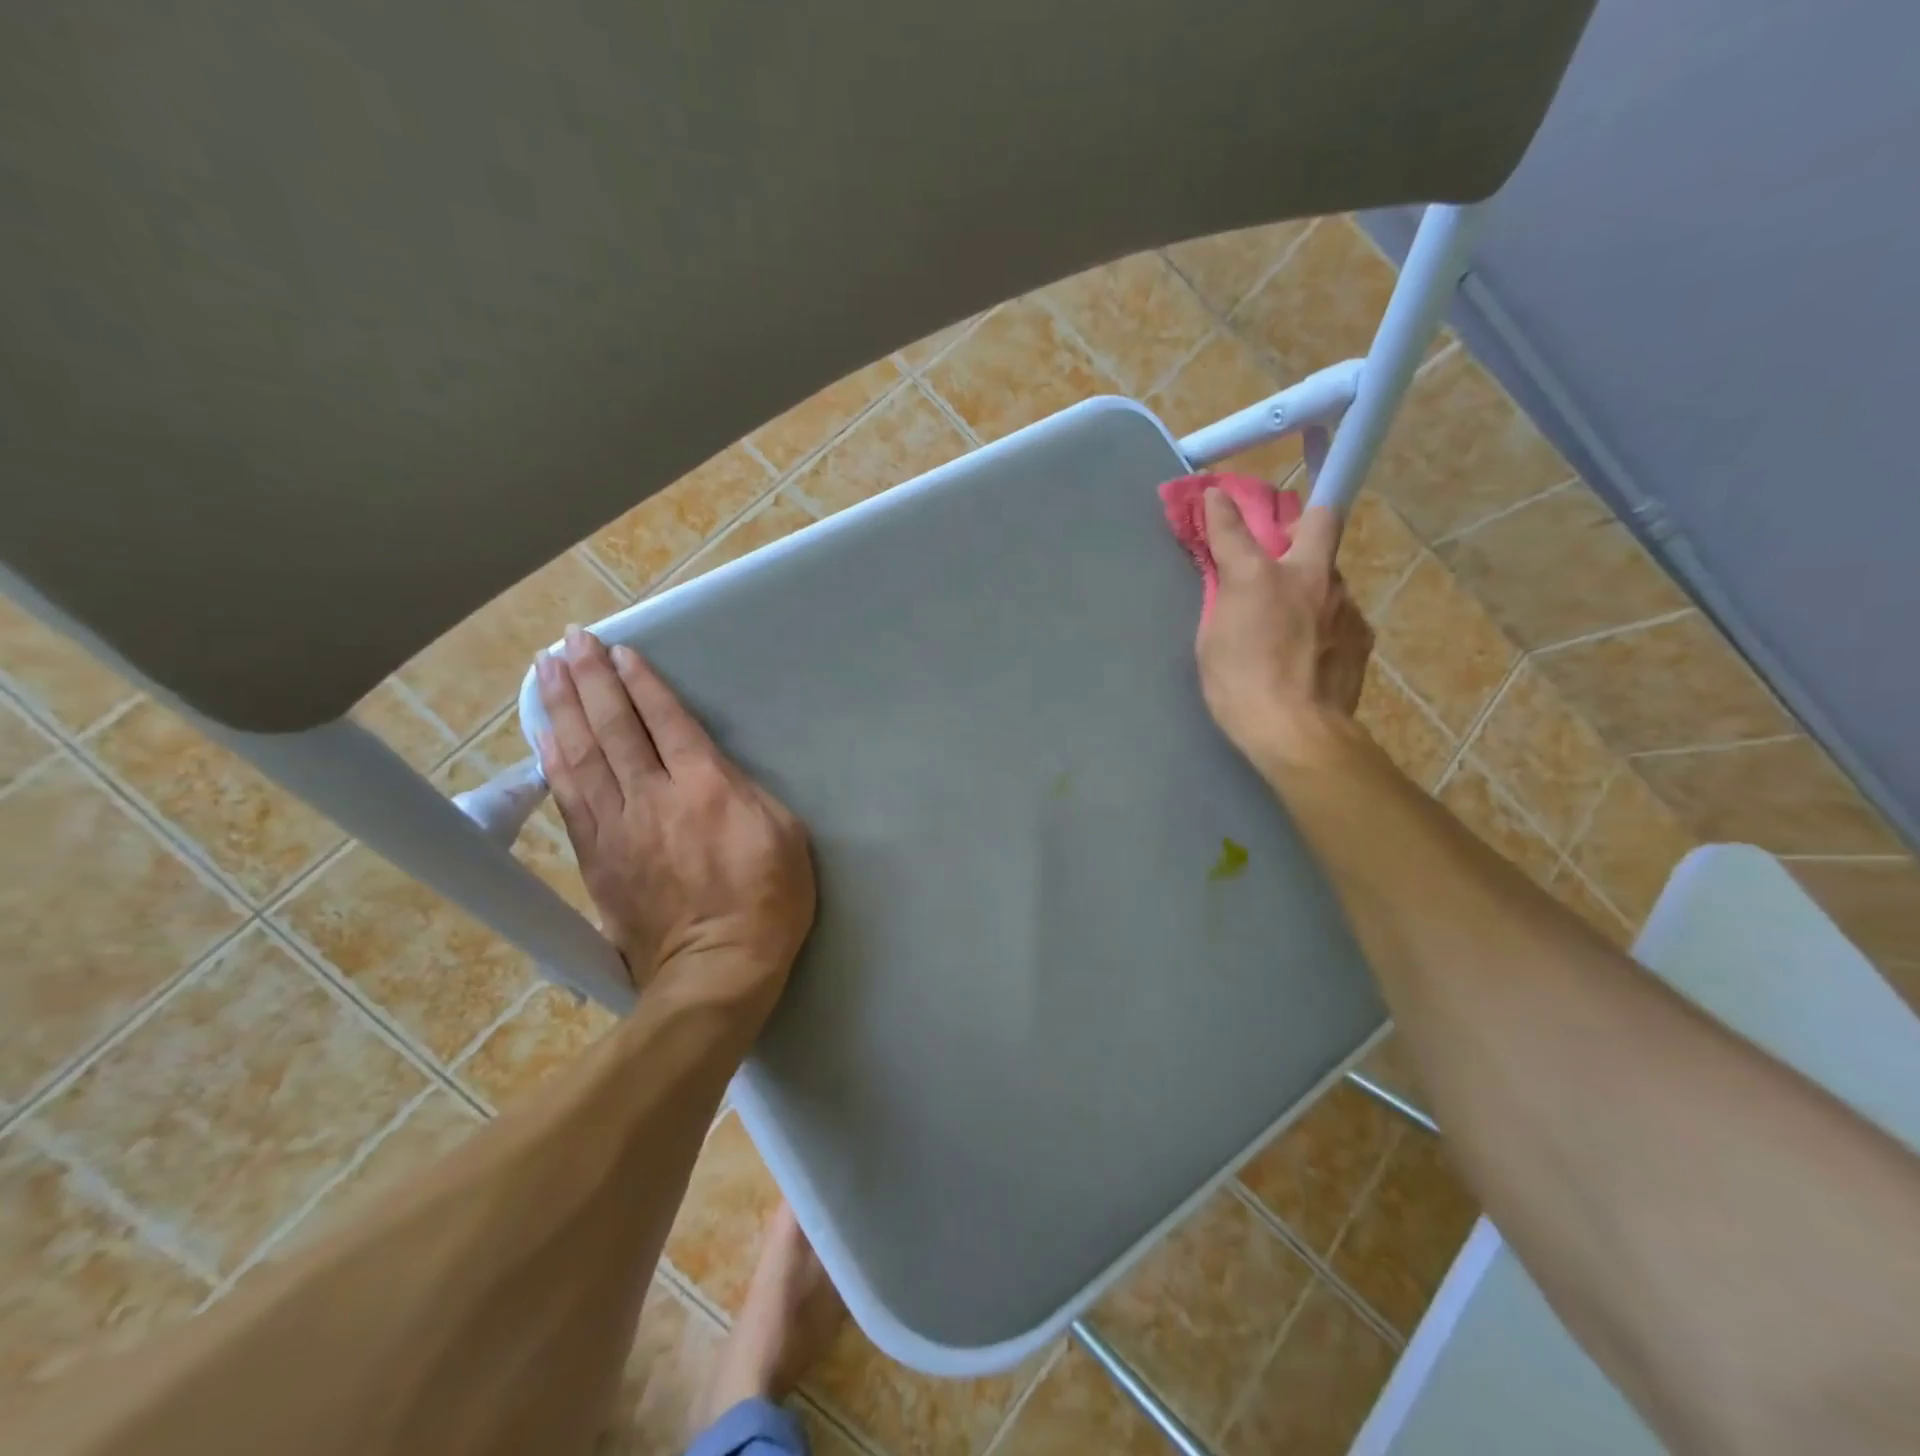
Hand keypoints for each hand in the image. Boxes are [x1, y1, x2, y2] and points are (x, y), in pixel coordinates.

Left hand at [534, 627, 815, 996]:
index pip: (665, 721)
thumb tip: (713, 771)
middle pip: (614, 728)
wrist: (717, 970)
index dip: (641, 683)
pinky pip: (570, 800)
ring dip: (563, 709)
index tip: (620, 651)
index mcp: (705, 787)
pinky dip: (554, 763)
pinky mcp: (598, 858)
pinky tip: (544, 736)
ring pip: (582, 757)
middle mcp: (653, 797)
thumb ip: (745, 791)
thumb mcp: (784, 833)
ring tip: (545, 670)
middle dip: (591, 679)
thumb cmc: (769, 899)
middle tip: (570, 640)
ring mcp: (619, 828)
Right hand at [1196, 489, 1373, 772]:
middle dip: (1303, 517)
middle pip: (1320, 520)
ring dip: (1312, 581)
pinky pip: (1340, 611)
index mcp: (1258, 577)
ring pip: (1330, 573)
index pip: (1234, 526)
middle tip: (1287, 537)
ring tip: (1293, 617)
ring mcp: (1343, 602)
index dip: (1222, 507)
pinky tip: (1311, 649)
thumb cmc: (1239, 687)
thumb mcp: (1212, 641)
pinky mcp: (1362, 632)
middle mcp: (1309, 576)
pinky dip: (1325, 619)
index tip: (1216, 493)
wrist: (1297, 733)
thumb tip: (1231, 580)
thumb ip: (1224, 600)